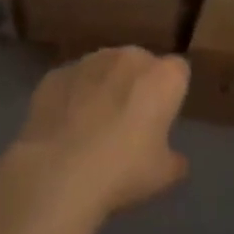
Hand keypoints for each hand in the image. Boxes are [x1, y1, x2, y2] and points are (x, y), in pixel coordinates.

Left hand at [15, 47, 190, 216]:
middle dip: (137, 84)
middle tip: (129, 122)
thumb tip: (176, 159)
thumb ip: (175, 160)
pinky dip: (71, 97)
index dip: (172, 92)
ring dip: (104, 87)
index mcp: (163, 77)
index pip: (179, 70)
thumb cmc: (122, 171)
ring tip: (91, 125)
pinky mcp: (55, 75)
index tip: (162, 117)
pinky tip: (64, 128)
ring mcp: (88, 62)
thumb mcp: (163, 175)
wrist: (56, 174)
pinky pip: (72, 82)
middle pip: (140, 63)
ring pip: (104, 68)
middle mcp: (129, 57)